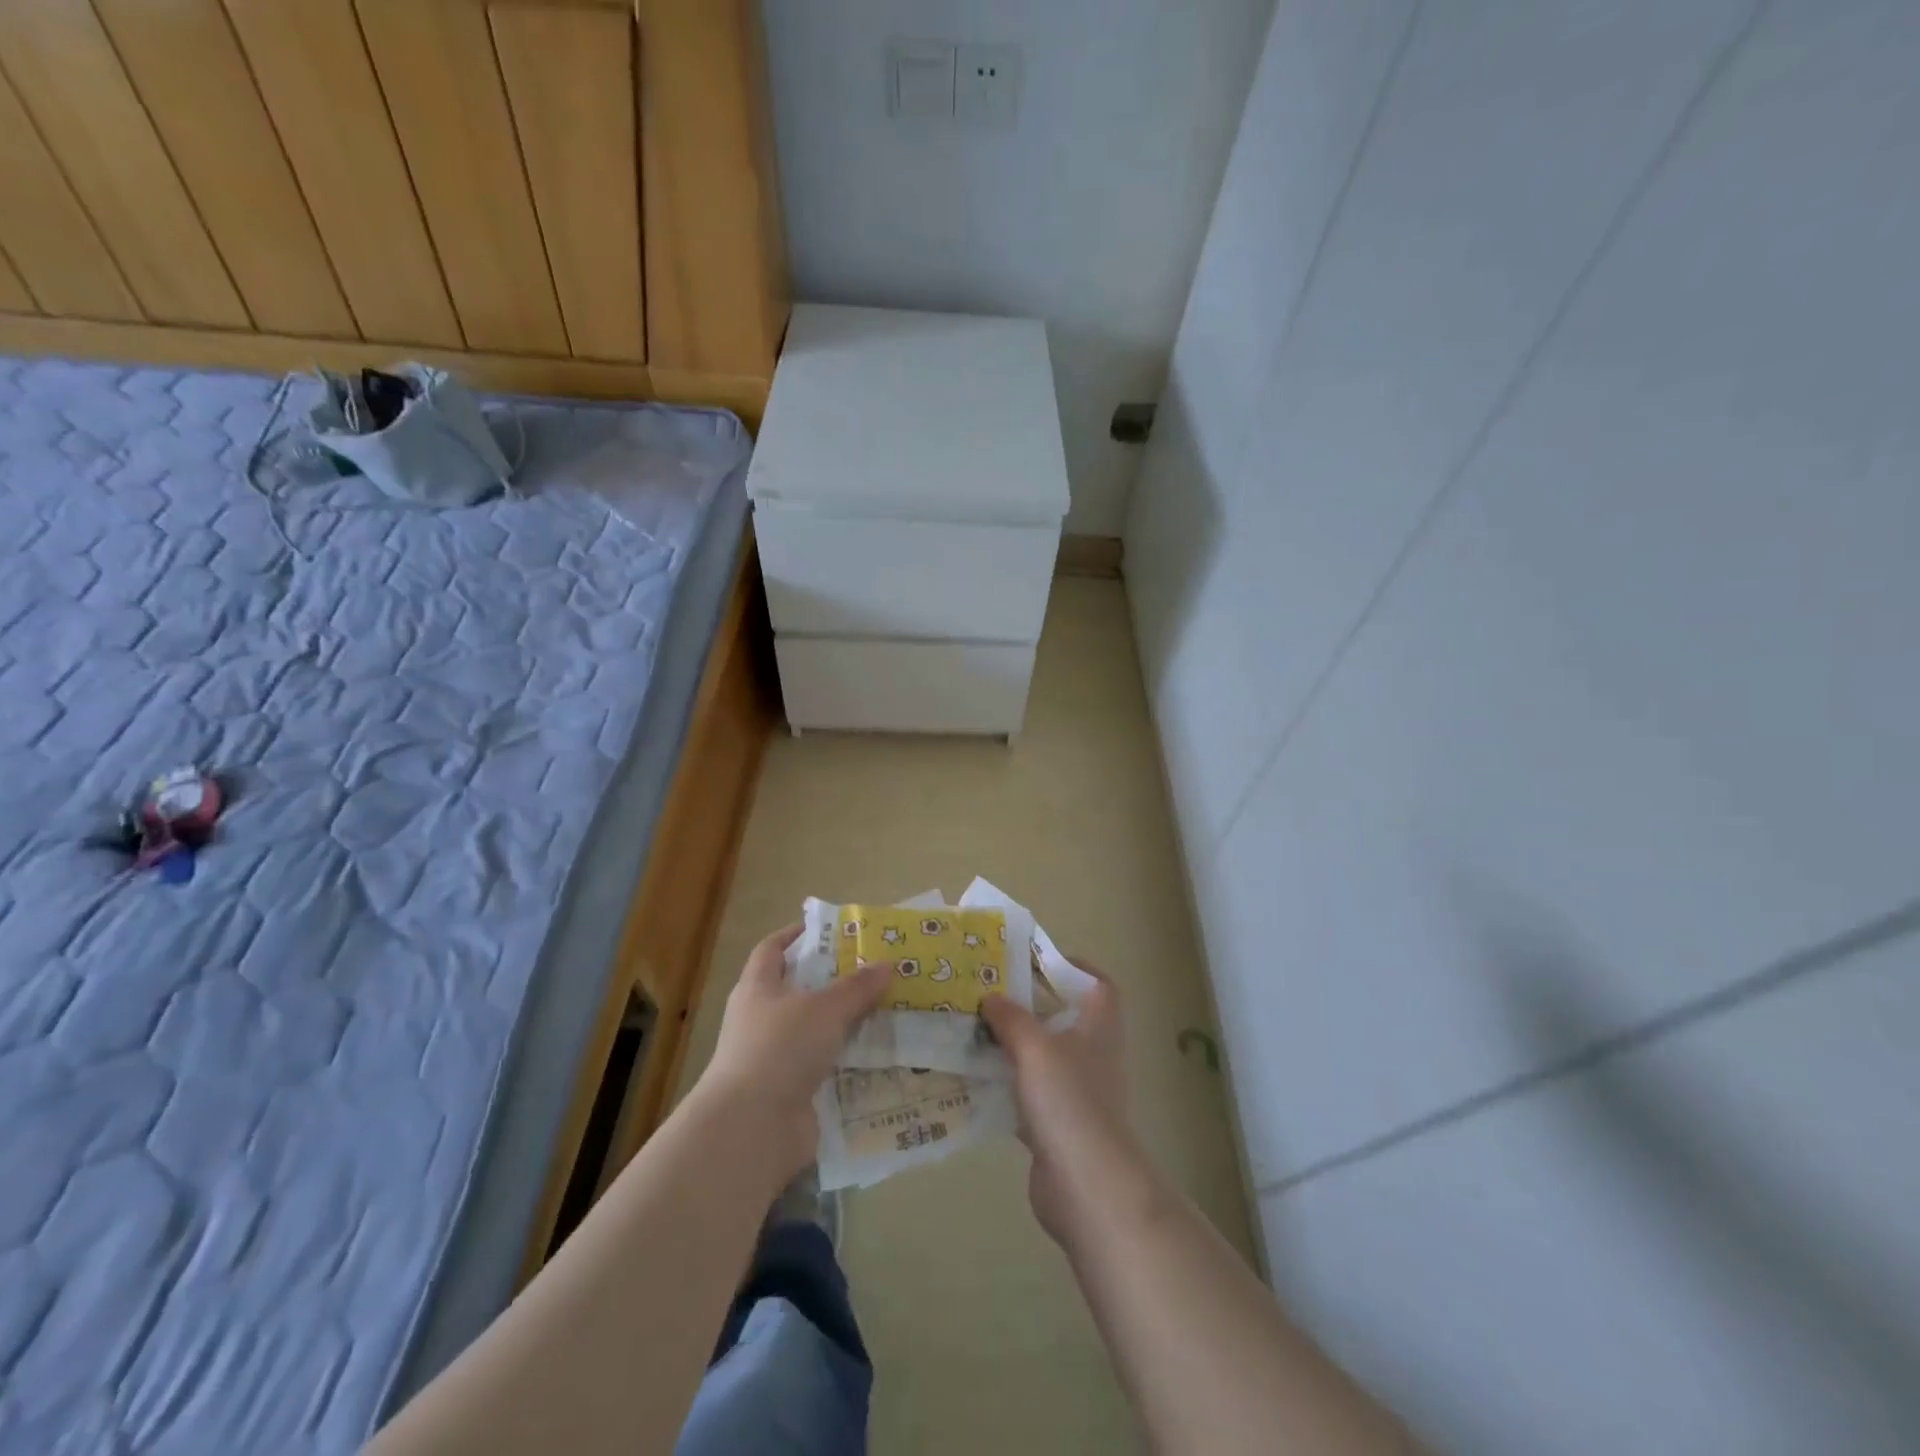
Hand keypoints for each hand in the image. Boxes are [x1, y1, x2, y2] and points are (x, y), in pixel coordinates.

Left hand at [698, 924, 892, 1185]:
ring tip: (887, 1010)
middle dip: (834, 981)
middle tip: (874, 970)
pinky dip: (847, 1061)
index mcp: (758, 988)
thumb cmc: (780, 1049)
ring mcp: (774, 1058)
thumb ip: (857, 987)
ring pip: (815, 1030)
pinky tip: (879, 1055)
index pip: (772, 949)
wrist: (752, 1129)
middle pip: (798, 990)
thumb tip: (888, 964)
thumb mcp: (825, 1009)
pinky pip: (824, 1066)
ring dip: (845, 1023)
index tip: (829, 929)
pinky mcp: (790, 1092)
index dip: (796, 935)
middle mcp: (761, 1019)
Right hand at [981, 961, 1145, 1244]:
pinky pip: (1026, 1094)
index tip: (1034, 962)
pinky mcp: (1056, 1125)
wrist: (1086, 1186)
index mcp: (1099, 1027)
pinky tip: (972, 1079)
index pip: (1098, 985)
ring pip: (1041, 1056)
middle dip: (1028, 1005)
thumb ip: (1011, 1018)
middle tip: (988, 993)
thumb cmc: (1069, 1101)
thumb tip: (991, 998)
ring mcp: (1075, 1092)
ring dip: (1011, 1045)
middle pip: (1063, 1018)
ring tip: (971, 1030)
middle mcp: (1091, 1054)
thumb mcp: (1035, 1047)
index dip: (1073, 967)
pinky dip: (1003, 1085)